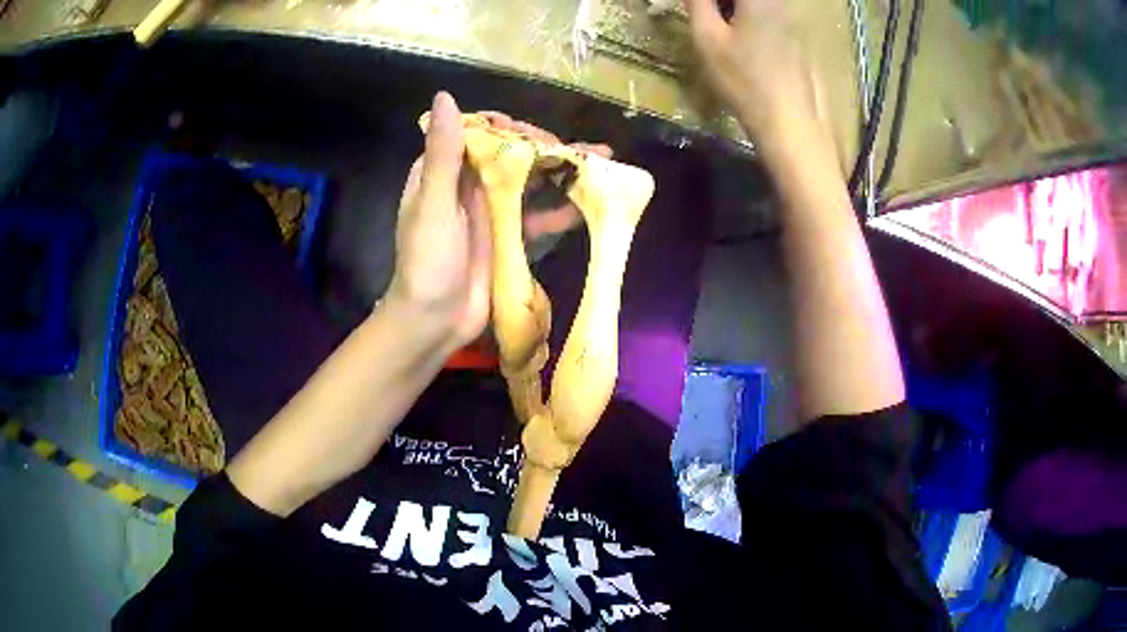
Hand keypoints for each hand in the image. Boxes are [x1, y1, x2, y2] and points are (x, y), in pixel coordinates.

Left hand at [388, 93, 613, 350]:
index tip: (535, 135)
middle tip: (576, 152)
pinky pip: (537, 216)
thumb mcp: (434, 204)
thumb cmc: (428, 262)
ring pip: (529, 181)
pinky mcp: (508, 237)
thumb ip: (443, 153)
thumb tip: (443, 97)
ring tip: (600, 162)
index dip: (510, 128)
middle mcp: (468, 185)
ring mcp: (490, 211)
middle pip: (511, 155)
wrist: (435, 322)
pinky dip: (560, 210)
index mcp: (445, 172)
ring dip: (560, 172)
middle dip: (544, 148)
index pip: (480, 133)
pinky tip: (589, 204)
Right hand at [685, 0, 820, 143]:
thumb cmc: (744, 80)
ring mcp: (791, 19)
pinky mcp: (796, 36)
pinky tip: (738, 34)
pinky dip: (748, 15)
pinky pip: (768, 13)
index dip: (707, 0)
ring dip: (732, 9)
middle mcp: (779, 2)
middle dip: (720, 3)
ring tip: (716, 22)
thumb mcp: (708, 38)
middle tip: (702, 13)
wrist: (789, 123)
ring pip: (757, 5)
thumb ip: (697, 2)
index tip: (696, 7)